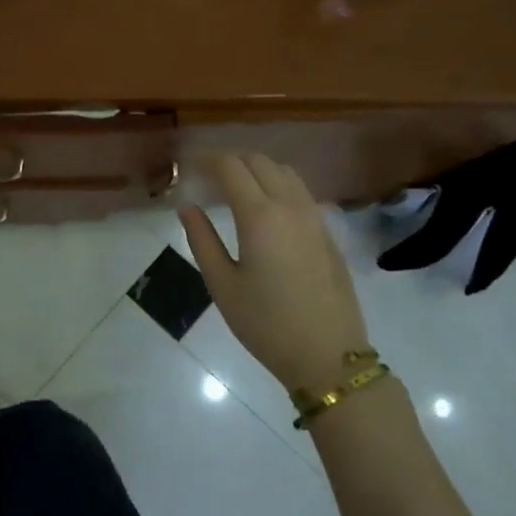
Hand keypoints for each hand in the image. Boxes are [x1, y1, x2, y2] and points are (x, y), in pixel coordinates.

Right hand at [179, 153, 370, 398]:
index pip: (231, 167)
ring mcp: (314, 217)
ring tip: (234, 185)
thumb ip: (201, 239)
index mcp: (260, 216)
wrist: (328, 355)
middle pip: (260, 161)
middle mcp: (290, 206)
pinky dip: (277, 184)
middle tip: (206, 175)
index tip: (188, 164)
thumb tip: (187, 207)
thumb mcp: (221, 284)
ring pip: (285, 172)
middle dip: (231, 159)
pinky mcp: (327, 232)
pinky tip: (264, 207)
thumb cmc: (265, 323)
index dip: (207, 159)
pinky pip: (300, 191)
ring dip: (257, 168)